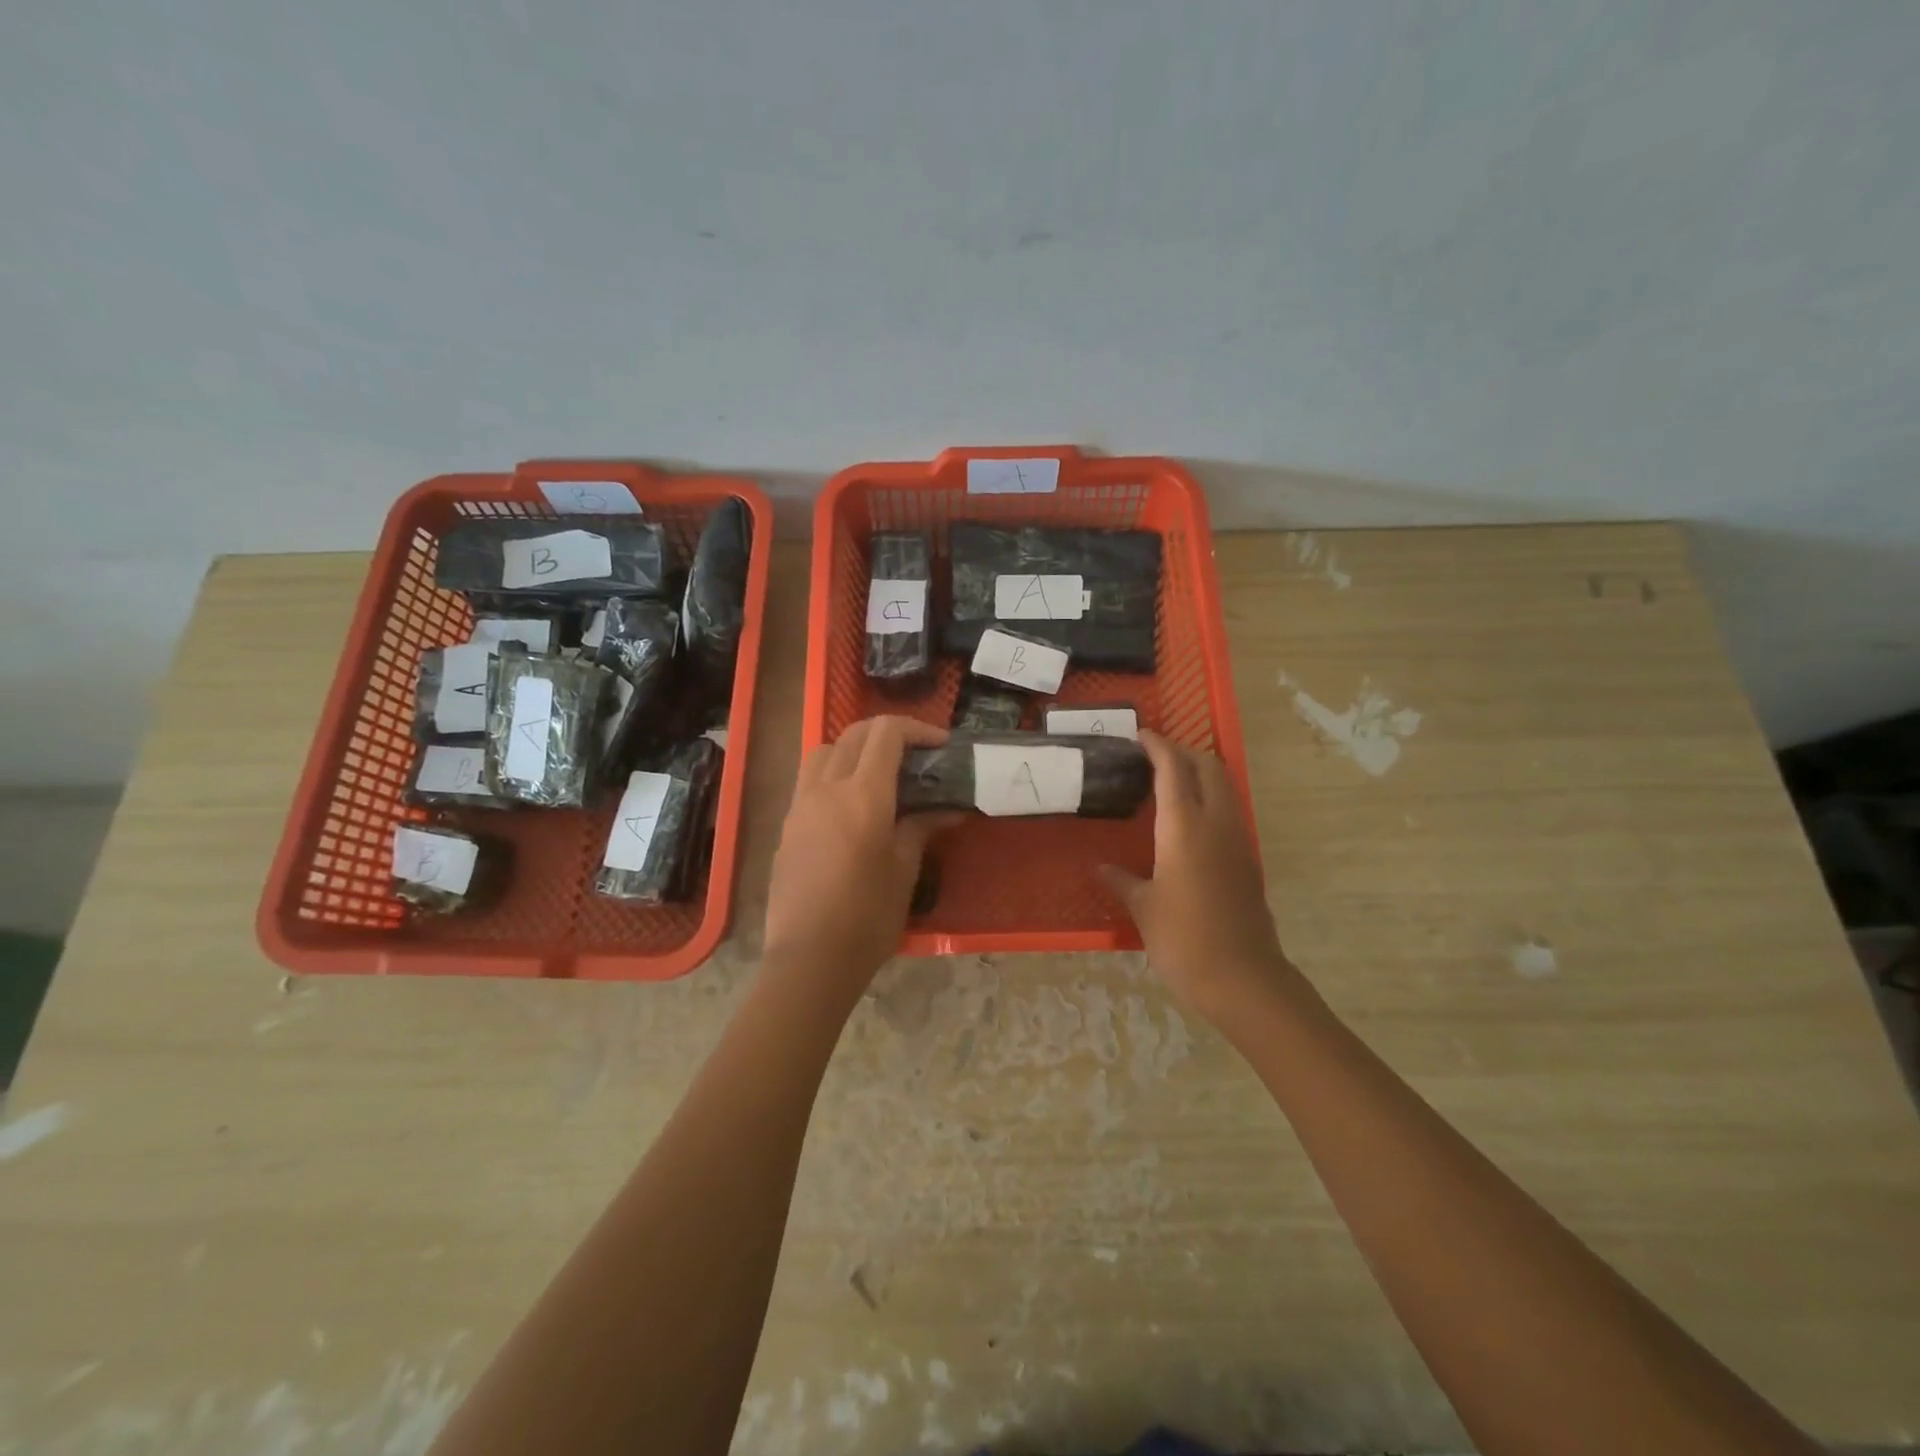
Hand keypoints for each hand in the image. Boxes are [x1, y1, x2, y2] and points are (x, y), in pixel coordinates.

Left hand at [764, 716, 961, 1001]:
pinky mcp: (787, 824)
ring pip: (825, 750)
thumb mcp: (904, 870)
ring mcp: (801, 804)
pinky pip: (810, 779)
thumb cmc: (867, 918)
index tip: (940, 745)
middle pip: (854, 734)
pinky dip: (834, 771)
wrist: (809, 958)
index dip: (917, 729)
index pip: (886, 734)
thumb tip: (949, 809)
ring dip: (855, 748)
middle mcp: (827, 788)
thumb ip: (921, 828)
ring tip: (879, 773)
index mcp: (863, 796)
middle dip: (888, 733)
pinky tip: (851, 803)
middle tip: (916, 754)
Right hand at [1101, 731, 1297, 1022]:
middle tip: (1153, 757)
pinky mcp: (1248, 860)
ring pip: (1225, 786)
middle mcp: (1216, 823)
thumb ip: (1121, 880)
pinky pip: (1229, 812)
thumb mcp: (1143, 908)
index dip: (1157, 745)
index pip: (1173, 767)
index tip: (1140, 735)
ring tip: (1168, 783)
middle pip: (1208, 766)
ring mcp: (1238, 840)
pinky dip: (1209, 799)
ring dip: (1200, 774)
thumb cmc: (1183, 939)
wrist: (1242, 979)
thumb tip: (1100, 868)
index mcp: (1185, 826)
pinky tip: (1186, 823)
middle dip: (1183, 752)